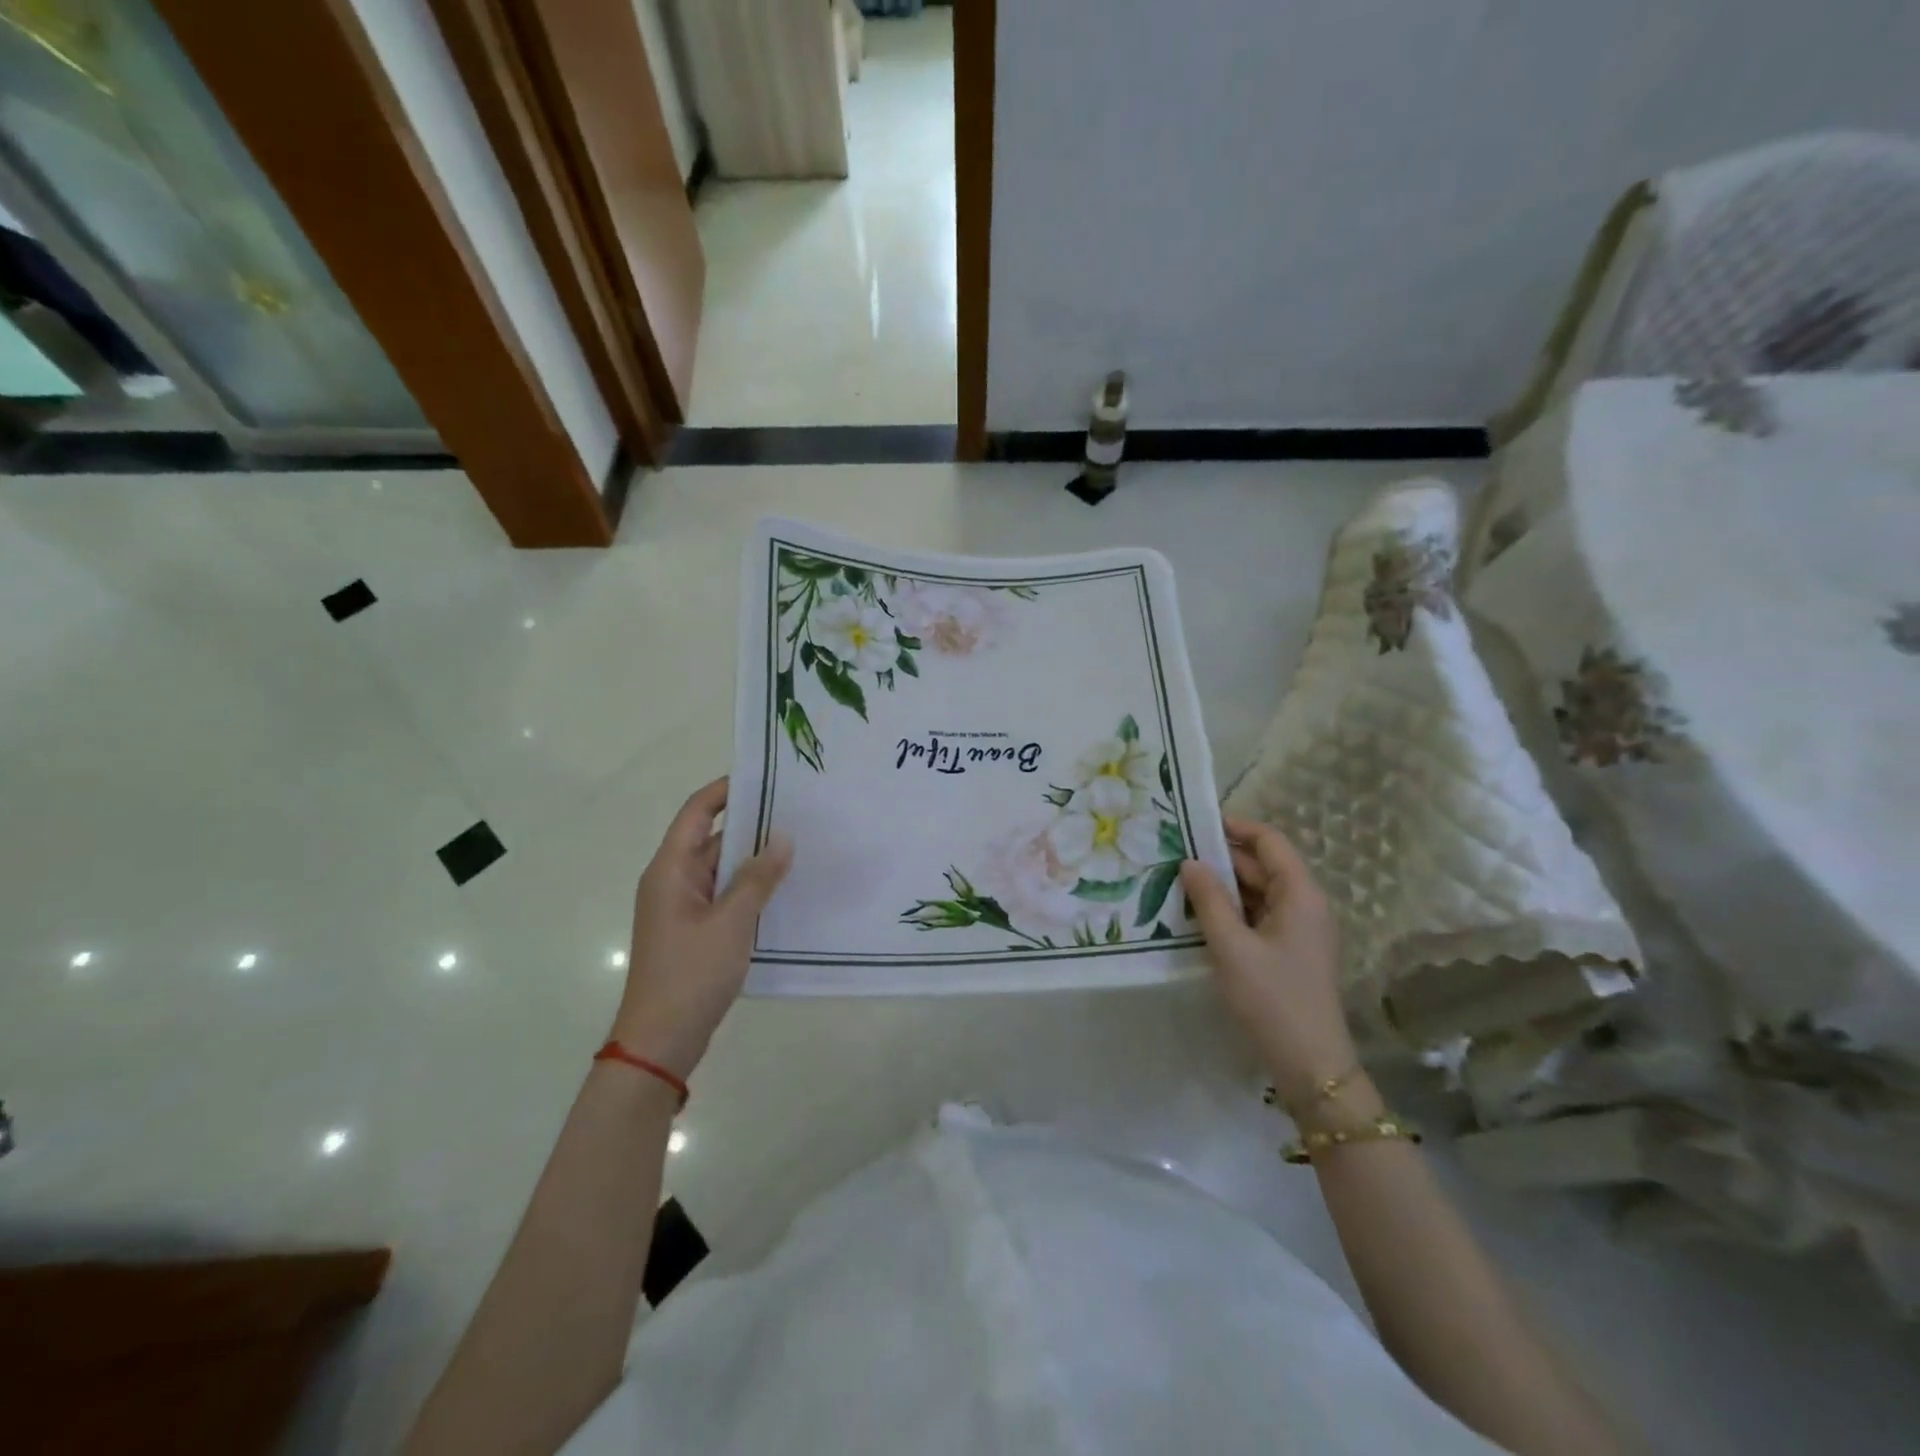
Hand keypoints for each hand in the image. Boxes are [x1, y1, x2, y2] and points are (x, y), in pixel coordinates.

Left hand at [609, 778, 792, 1077]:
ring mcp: (683, 906)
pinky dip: (750, 886)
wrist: (660, 1041)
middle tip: (799, 811)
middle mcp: (673, 880)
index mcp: (670, 869)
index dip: (727, 789)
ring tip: (801, 844)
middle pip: (711, 837)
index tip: (768, 778)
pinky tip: (784, 887)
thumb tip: (783, 837)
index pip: (697, 811)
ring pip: (721, 868)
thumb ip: (758, 877)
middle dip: (752, 823)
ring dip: (754, 858)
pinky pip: (724, 894)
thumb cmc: (691, 974)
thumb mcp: (731, 922)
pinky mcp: (694, 929)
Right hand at [1181, 816, 1355, 1097]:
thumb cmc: (1272, 999)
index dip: (1236, 827)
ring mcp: (1300, 930)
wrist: (1311, 1065)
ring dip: (1224, 886)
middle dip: (1222, 857)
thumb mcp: (1231, 947)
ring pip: (1259, 892)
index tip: (1196, 823)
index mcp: (1301, 895)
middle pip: (1264, 866)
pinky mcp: (1290, 951)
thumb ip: (1209, 900)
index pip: (1270, 841)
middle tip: (1176, 853)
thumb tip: (1190, 863)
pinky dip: (1232, 910)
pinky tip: (1200, 915)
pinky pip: (1259, 916)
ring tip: (1181, 880)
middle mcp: (1305, 905)